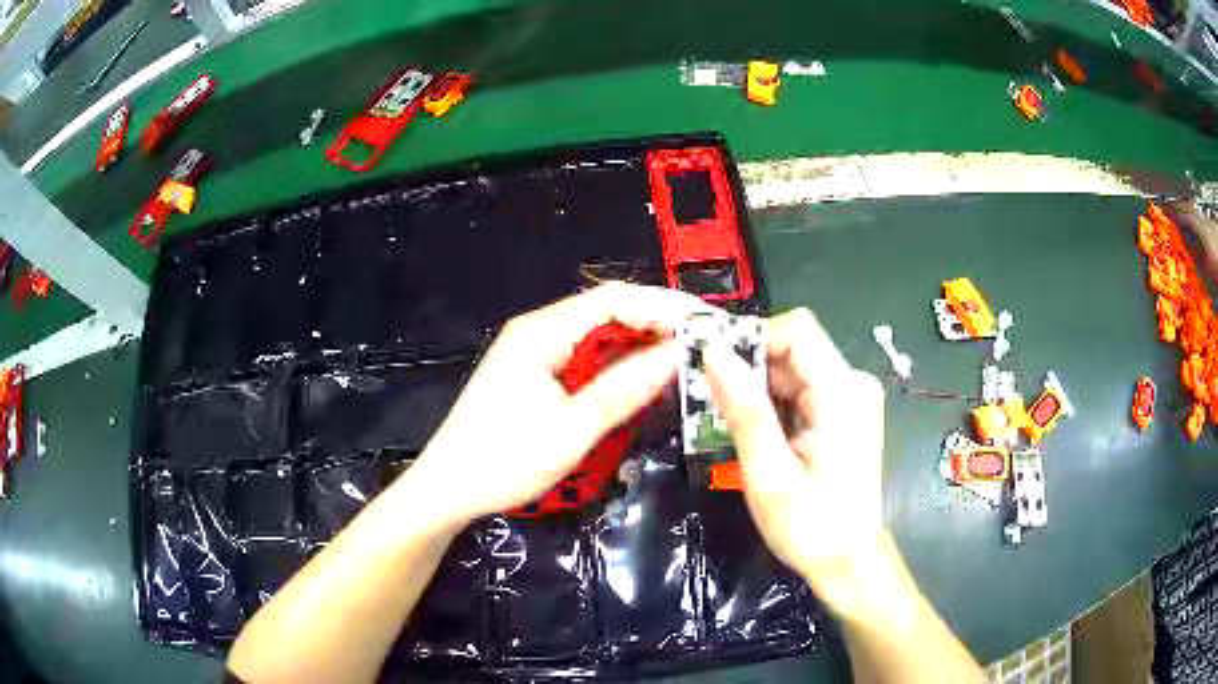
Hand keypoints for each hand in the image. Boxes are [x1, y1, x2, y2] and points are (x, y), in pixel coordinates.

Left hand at [402, 282, 707, 526]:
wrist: (448, 488)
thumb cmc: (503, 461)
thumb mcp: (571, 431)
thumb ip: (624, 389)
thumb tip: (676, 355)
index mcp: (541, 332)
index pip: (614, 299)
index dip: (663, 307)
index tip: (706, 325)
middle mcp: (536, 329)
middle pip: (606, 309)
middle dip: (656, 321)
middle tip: (703, 343)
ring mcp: (532, 349)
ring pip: (597, 331)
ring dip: (638, 341)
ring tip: (684, 357)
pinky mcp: (532, 370)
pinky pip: (583, 353)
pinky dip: (616, 360)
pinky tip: (640, 375)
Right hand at [703, 308, 886, 617]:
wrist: (848, 561)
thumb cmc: (812, 526)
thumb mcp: (769, 474)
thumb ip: (744, 410)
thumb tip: (713, 352)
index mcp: (841, 392)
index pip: (796, 329)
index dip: (752, 340)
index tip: (714, 371)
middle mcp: (852, 384)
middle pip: (793, 348)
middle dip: (749, 370)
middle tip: (712, 407)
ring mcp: (850, 398)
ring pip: (793, 368)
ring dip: (757, 390)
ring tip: (729, 426)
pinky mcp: (844, 413)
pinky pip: (800, 390)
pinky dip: (773, 405)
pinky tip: (757, 436)